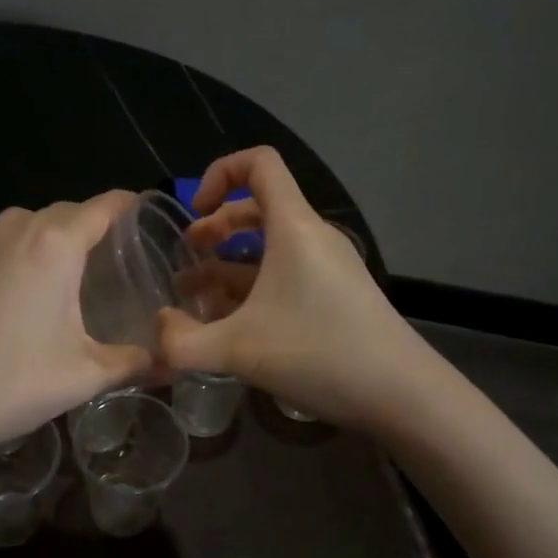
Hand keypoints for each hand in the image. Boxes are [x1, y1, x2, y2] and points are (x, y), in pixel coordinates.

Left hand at [0, 193, 153, 459]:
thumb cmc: (18, 382)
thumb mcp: (87, 376)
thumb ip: (133, 362)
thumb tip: (168, 363)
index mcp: (53, 249)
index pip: (99, 208)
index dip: (124, 203)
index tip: (140, 207)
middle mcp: (11, 237)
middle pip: (57, 212)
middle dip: (83, 221)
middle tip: (104, 248)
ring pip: (14, 226)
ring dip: (39, 235)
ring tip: (54, 267)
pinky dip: (2, 265)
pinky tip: (3, 302)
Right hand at [158, 148, 422, 428]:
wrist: (402, 394)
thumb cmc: (319, 353)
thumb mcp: (236, 350)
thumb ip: (182, 342)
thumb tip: (156, 330)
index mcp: (293, 227)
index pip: (259, 163)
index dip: (218, 173)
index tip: (194, 212)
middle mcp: (312, 238)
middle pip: (258, 208)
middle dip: (215, 227)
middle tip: (186, 258)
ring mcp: (328, 268)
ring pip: (269, 247)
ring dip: (229, 263)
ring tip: (196, 296)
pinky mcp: (335, 296)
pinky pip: (285, 275)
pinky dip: (253, 287)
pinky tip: (231, 324)